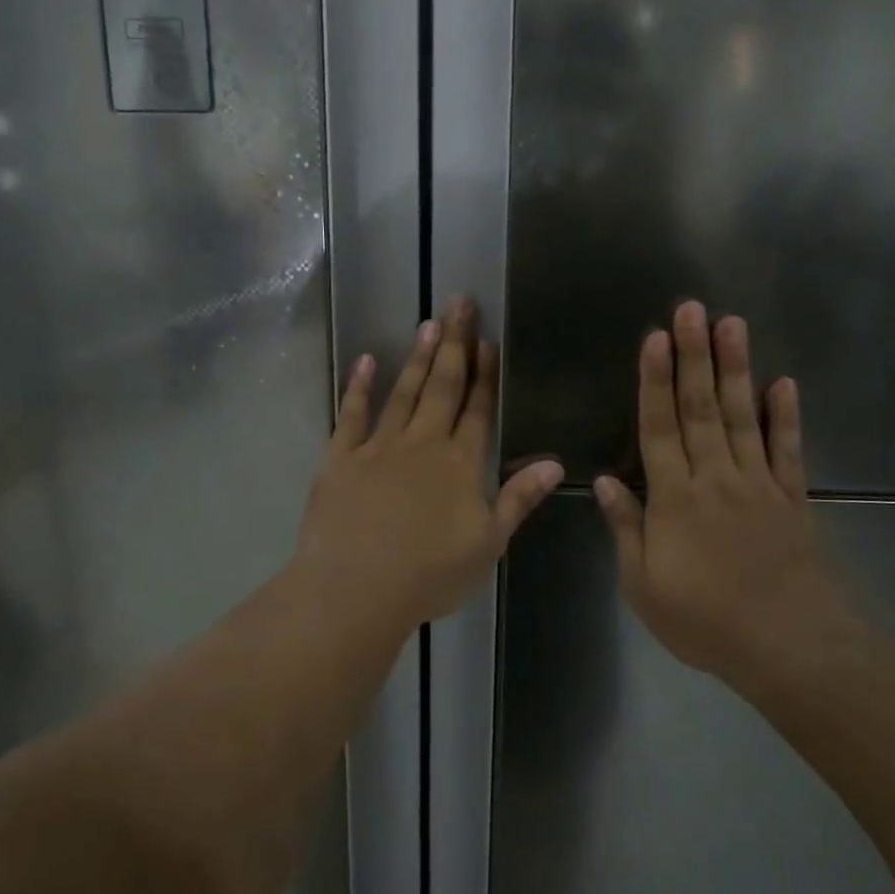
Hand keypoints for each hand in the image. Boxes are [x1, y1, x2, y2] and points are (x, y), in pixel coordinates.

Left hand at [296, 299, 564, 631]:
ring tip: (427, 323)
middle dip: (454, 344)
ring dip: (416, 357)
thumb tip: (554, 463)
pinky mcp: (340, 459)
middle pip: (442, 387)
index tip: (490, 341)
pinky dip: (359, 388)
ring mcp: (378, 448)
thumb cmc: (429, 574)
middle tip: (460, 304)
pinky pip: (351, 415)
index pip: (478, 409)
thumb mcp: (488, 543)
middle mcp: (422, 444)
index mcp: (460, 464)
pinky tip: (365, 362)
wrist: (356, 589)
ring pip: (402, 393)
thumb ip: (518, 499)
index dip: (486, 374)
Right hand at [595, 302, 853, 687]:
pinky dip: (786, 416)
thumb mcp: (644, 585)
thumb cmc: (705, 621)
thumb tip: (607, 482)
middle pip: (702, 408)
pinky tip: (784, 383)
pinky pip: (788, 450)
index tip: (655, 337)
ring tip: (733, 324)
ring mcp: (759, 485)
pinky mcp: (793, 500)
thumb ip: (627, 529)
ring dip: (736, 369)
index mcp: (675, 499)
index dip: (654, 381)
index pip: (660, 427)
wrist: (790, 648)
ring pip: (744, 416)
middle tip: (693, 309)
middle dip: (695, 356)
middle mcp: (716, 479)